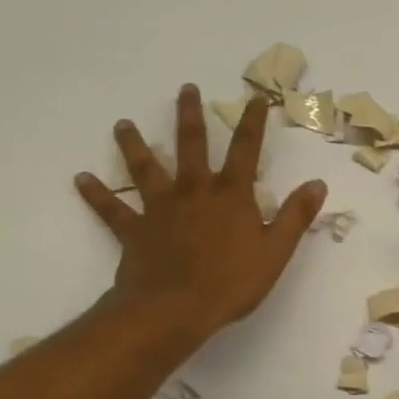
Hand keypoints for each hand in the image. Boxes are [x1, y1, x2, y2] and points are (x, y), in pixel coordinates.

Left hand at [75, 84, 327, 344]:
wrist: (174, 309)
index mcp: (231, 195)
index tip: (255, 97)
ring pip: (146, 169)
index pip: (246, 150)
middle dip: (190, 115)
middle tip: (185, 88)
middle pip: (192, 145)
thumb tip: (317, 183)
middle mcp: (194, 191)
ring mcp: (160, 208)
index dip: (253, 122)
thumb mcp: (276, 252)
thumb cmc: (231, 282)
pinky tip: (81, 178)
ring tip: (122, 124)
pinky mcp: (134, 230)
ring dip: (134, 145)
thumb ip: (296, 216)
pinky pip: (112, 209)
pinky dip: (97, 194)